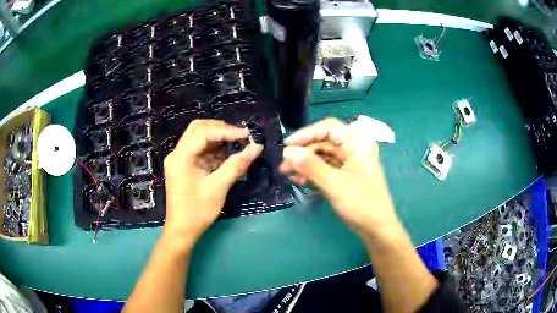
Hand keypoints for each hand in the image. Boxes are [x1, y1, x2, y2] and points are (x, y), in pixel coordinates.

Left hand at [163, 120, 262, 244]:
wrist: (182, 230)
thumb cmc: (197, 211)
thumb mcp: (218, 188)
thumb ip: (236, 165)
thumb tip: (257, 147)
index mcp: (181, 157)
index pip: (203, 133)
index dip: (226, 131)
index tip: (246, 134)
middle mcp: (177, 153)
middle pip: (199, 129)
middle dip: (221, 130)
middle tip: (240, 136)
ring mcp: (180, 159)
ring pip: (200, 138)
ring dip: (218, 139)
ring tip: (238, 143)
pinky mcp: (185, 166)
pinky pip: (200, 150)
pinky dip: (215, 150)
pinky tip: (228, 155)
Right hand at [279, 118, 398, 237]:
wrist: (377, 227)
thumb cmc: (361, 203)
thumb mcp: (334, 184)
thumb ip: (311, 166)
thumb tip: (288, 152)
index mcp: (357, 142)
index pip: (328, 128)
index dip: (306, 134)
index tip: (287, 145)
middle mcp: (355, 147)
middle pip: (324, 142)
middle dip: (303, 153)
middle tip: (284, 165)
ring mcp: (351, 160)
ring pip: (323, 155)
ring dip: (306, 163)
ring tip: (288, 174)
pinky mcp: (347, 173)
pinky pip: (327, 166)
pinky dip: (314, 172)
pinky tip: (300, 180)